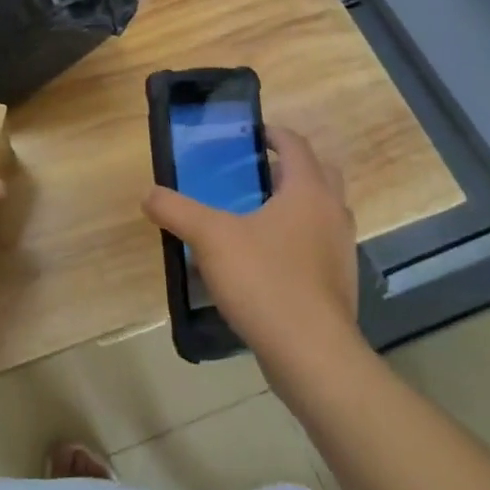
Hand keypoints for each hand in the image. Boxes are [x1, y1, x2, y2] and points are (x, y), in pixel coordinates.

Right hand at [142, 126, 360, 358]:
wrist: (312, 354)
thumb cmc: (264, 280)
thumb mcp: (209, 237)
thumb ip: (176, 210)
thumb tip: (148, 195)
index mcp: (308, 192)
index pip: (297, 145)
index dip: (274, 134)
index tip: (251, 135)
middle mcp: (333, 214)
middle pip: (320, 174)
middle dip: (291, 167)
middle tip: (255, 172)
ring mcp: (341, 251)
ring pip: (322, 212)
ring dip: (296, 204)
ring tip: (255, 214)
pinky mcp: (338, 284)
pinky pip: (319, 246)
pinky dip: (298, 239)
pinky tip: (264, 260)